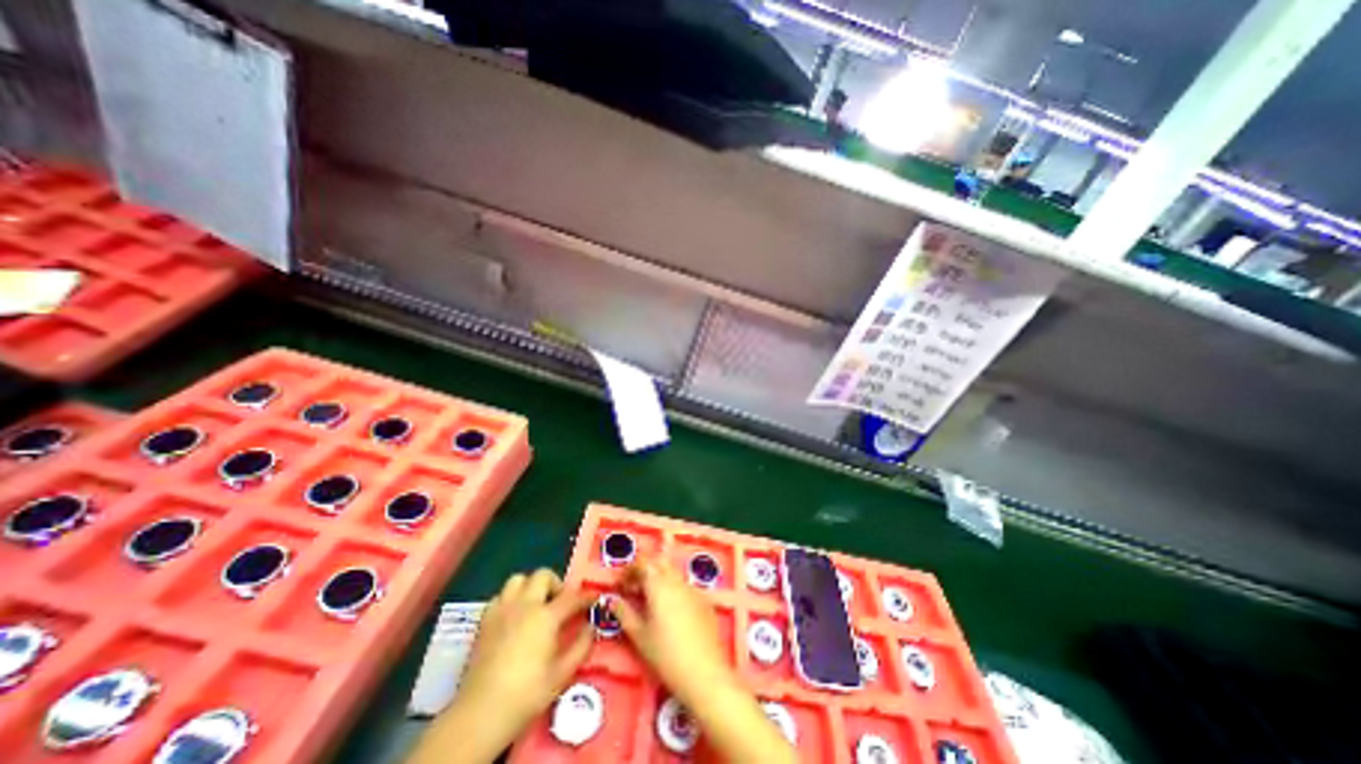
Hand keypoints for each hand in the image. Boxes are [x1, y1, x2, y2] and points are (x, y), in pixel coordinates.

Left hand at [460, 566, 594, 734]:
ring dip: (531, 586)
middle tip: (560, 602)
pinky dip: (511, 599)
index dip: (586, 596)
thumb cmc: (526, 695)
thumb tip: (590, 627)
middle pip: (543, 576)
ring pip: (518, 579)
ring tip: (536, 604)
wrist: (480, 715)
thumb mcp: (562, 674)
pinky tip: (514, 616)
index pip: (572, 597)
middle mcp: (525, 605)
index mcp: (546, 616)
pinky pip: (501, 596)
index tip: (594, 598)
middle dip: (556, 584)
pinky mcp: (485, 620)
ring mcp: (502, 610)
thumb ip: (581, 646)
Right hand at [612, 562, 733, 703]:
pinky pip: (684, 586)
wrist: (705, 672)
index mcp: (659, 584)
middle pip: (659, 563)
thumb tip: (613, 600)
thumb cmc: (666, 655)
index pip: (642, 563)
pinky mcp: (704, 600)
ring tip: (649, 602)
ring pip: (672, 573)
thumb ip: (624, 613)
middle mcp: (676, 580)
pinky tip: (669, 612)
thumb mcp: (639, 636)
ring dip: (659, 579)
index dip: (629, 569)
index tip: (619, 584)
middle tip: (633, 589)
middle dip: (645, 570)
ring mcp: (693, 588)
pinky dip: (673, 590)